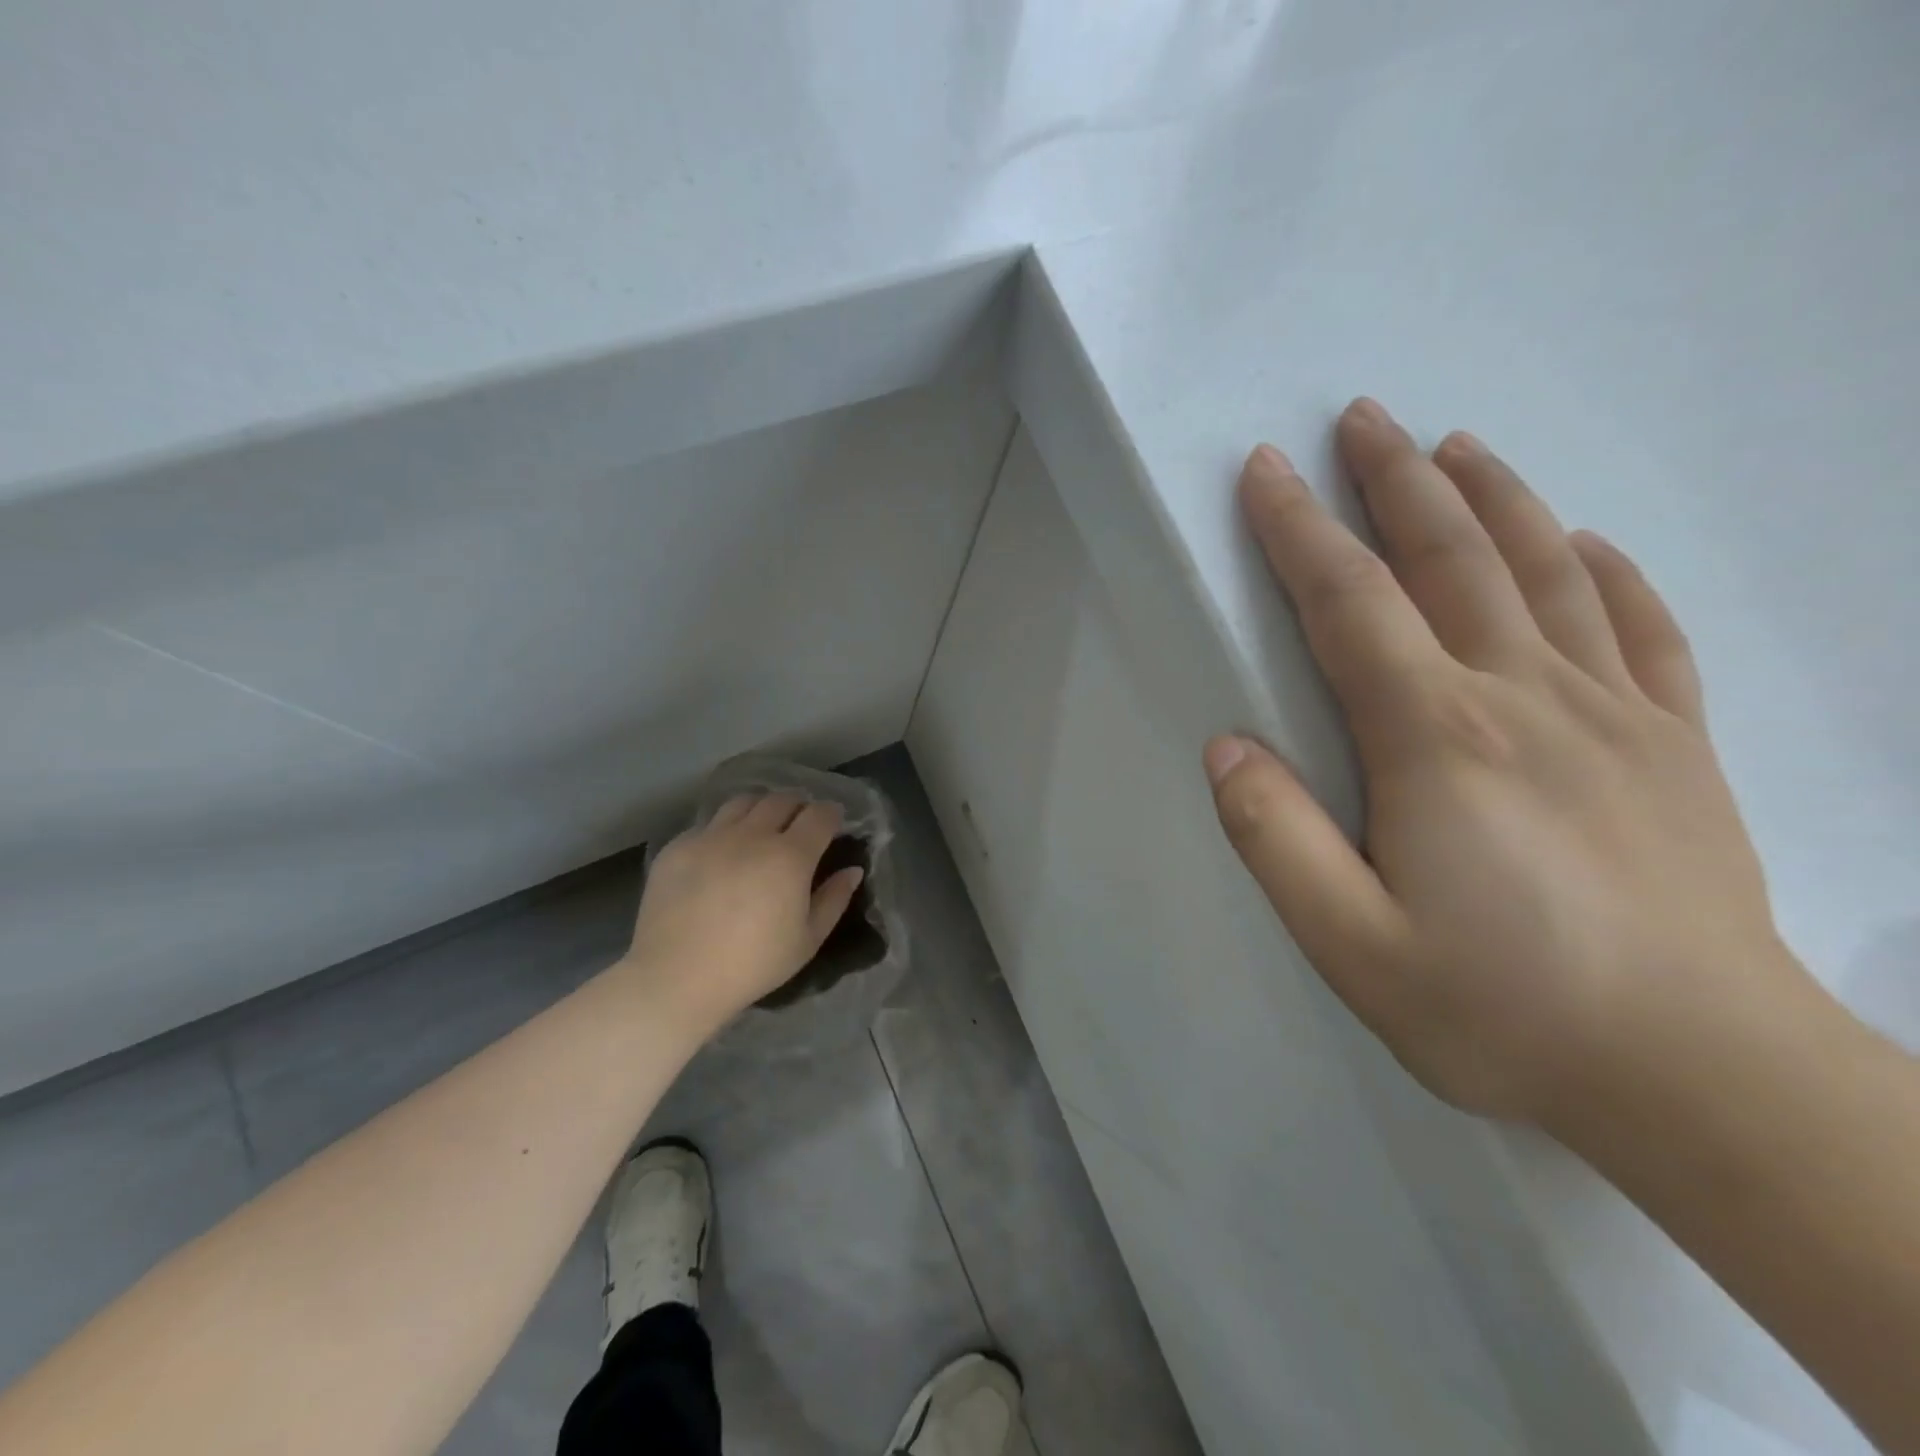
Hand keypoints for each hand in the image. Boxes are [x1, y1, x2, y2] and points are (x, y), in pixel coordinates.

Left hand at [619, 794, 864, 1036]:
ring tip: (761, 827)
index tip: (834, 822)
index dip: (831, 813)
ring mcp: (712, 836)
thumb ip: (834, 899)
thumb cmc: (753, 964)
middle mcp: (752, 835)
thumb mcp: (807, 940)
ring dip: (761, 808)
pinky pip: (708, 824)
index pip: (820, 814)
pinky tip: (721, 853)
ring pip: (743, 802)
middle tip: (799, 825)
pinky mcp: (679, 846)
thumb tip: (852, 870)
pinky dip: (723, 829)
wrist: (677, 978)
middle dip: (797, 806)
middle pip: (782, 799)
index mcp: (790, 856)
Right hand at [1205, 399, 1812, 1129]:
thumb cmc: (1503, 1009)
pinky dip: (1608, 573)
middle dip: (1394, 481)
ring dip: (1493, 498)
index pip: (1350, 603)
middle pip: (1451, 559)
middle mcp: (1523, 698)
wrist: (1705, 1079)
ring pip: (1547, 571)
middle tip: (1360, 418)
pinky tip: (1586, 542)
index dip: (1299, 530)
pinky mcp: (1678, 746)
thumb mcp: (1351, 942)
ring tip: (1454, 447)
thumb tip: (1227, 746)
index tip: (1265, 471)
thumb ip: (1275, 837)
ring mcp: (1615, 714)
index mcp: (1436, 738)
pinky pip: (1642, 631)